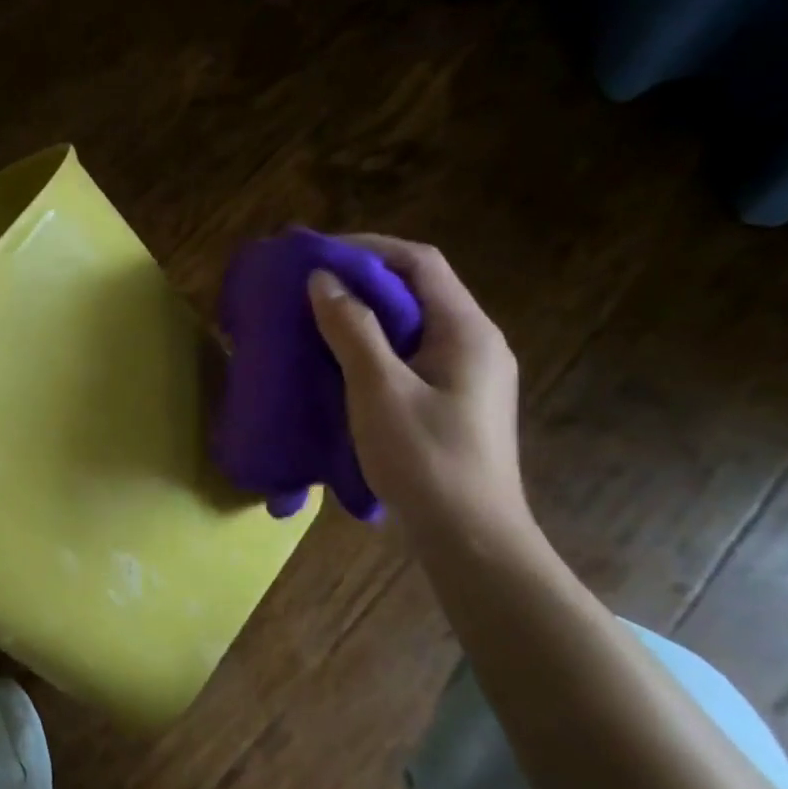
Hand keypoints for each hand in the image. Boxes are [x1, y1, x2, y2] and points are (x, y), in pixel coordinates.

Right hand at [307, 236, 531, 542]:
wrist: (471, 539)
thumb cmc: (426, 461)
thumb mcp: (379, 391)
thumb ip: (353, 330)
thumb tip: (324, 280)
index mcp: (466, 331)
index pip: (420, 262)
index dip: (369, 249)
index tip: (319, 255)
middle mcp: (476, 342)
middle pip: (419, 289)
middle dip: (363, 280)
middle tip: (311, 287)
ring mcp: (469, 374)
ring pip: (414, 324)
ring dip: (367, 314)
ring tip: (319, 320)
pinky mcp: (455, 400)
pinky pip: (412, 354)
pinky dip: (376, 346)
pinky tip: (343, 364)